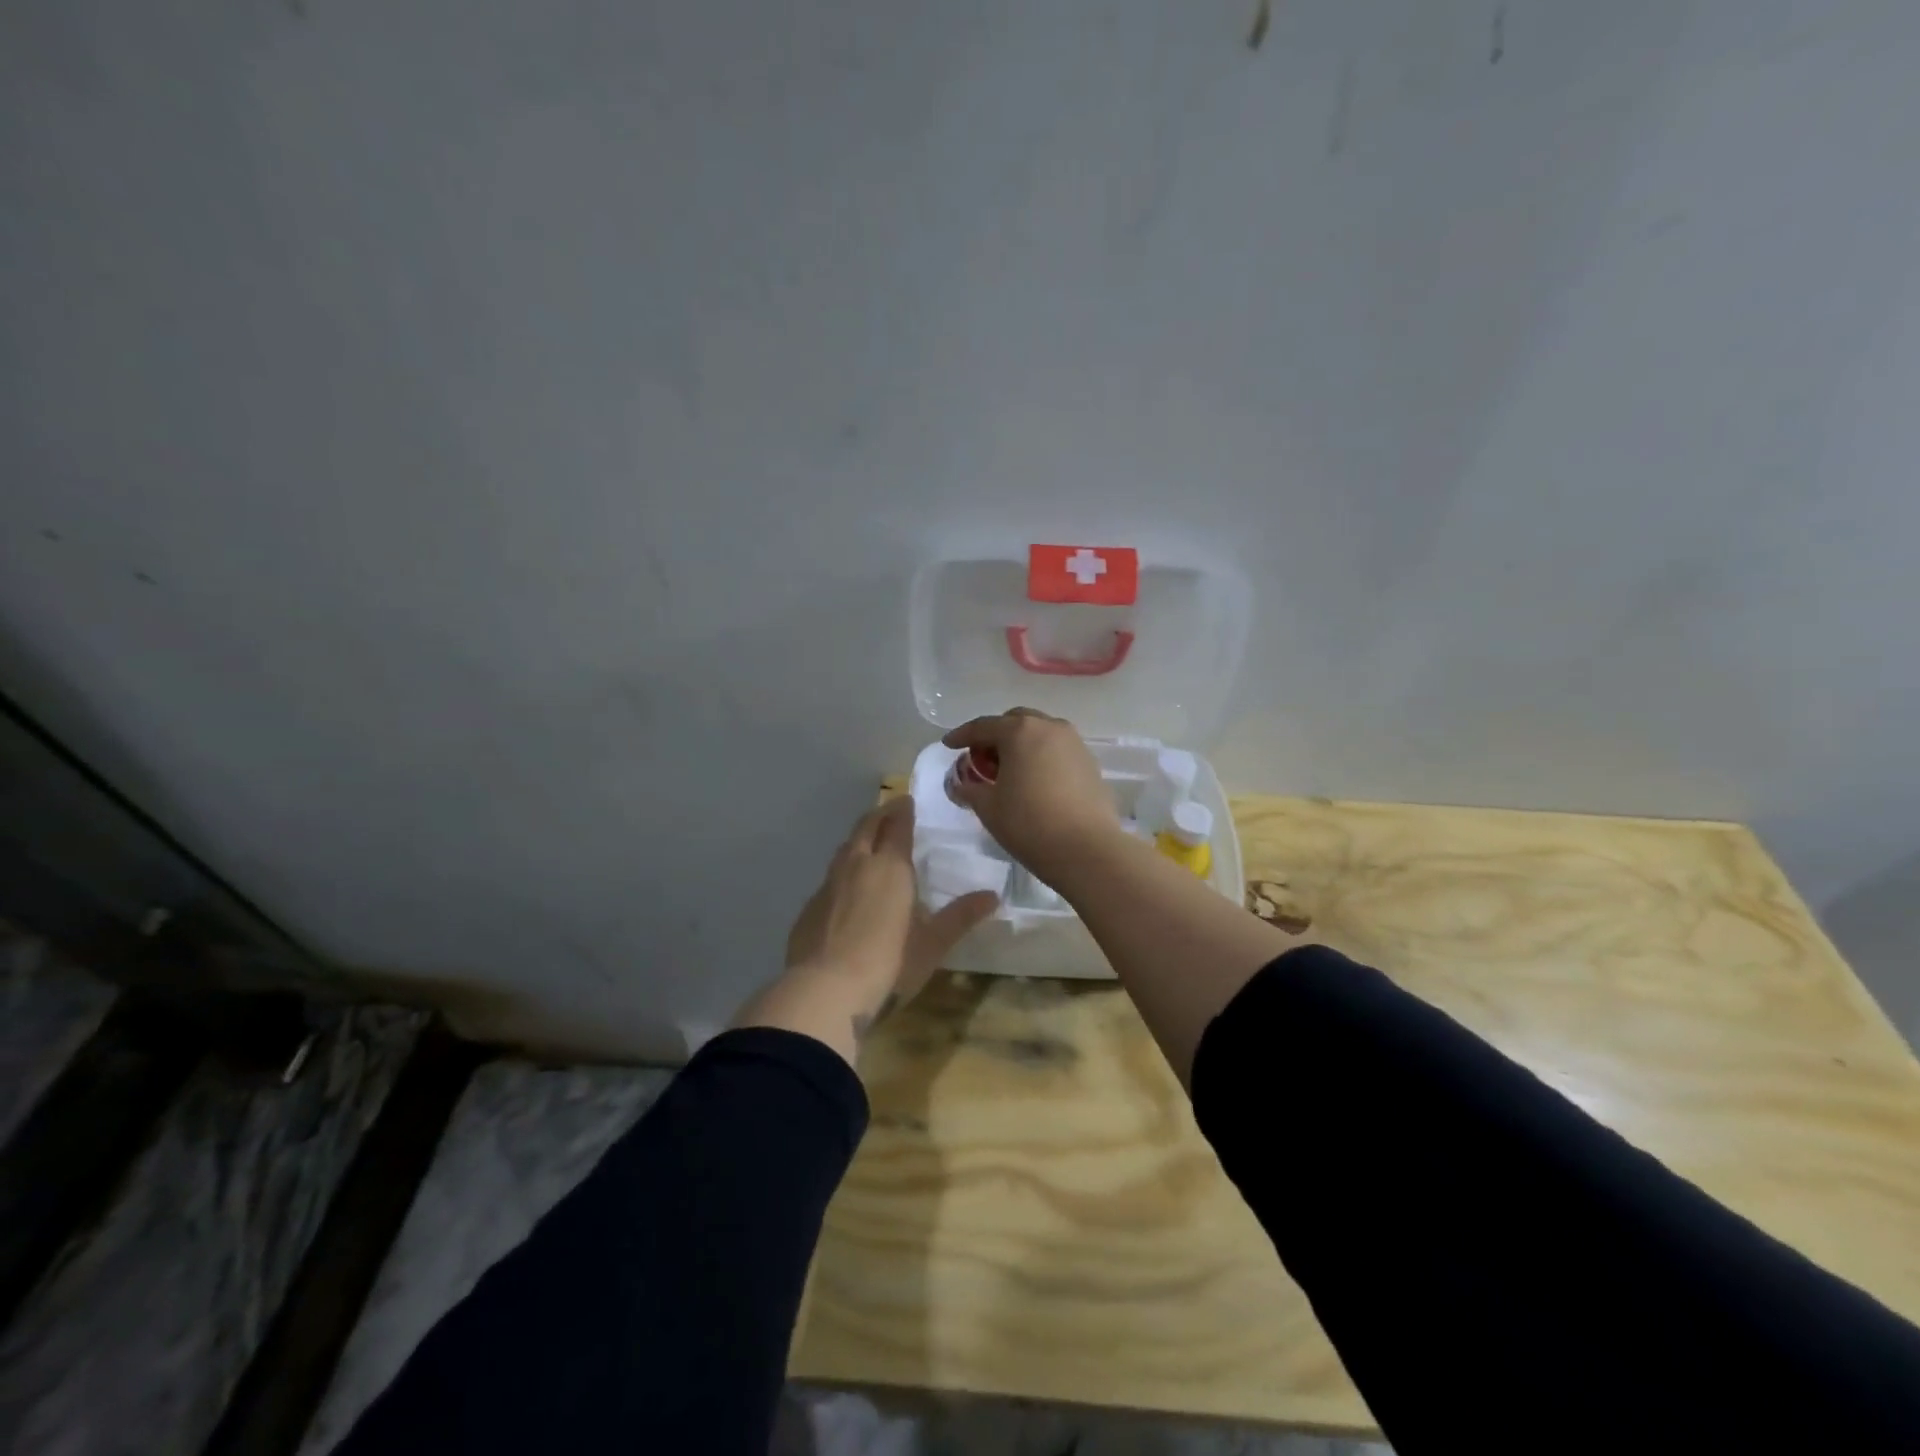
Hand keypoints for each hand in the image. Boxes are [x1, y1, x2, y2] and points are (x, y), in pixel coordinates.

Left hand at [735, 797, 997, 1066]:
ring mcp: (828, 885)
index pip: (897, 826)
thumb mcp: (932, 943)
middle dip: (879, 815)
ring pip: (845, 849)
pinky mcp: (809, 907)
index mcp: (890, 866)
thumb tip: (993, 895)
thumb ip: (961, 916)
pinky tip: (847, 888)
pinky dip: (843, 870)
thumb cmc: (889, 963)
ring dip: (859, 839)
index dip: (903, 811)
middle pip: (866, 828)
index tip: (907, 800)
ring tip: (870, 842)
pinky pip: (830, 877)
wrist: (824, 991)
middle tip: (890, 810)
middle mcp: (857, 865)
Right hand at [942, 707, 1122, 881]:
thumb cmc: (1029, 823)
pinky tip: (1035, 781)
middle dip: (996, 735)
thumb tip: (962, 784)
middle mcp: (1049, 727)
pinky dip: (1042, 757)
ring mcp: (1074, 743)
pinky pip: (1058, 751)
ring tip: (1010, 770)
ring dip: (1021, 744)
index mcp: (1019, 731)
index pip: (983, 726)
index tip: (948, 745)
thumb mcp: (988, 807)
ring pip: (1040, 733)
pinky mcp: (1090, 763)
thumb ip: (970, 789)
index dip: (961, 735)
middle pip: (1015, 721)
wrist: (1087, 850)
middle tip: (982, 758)